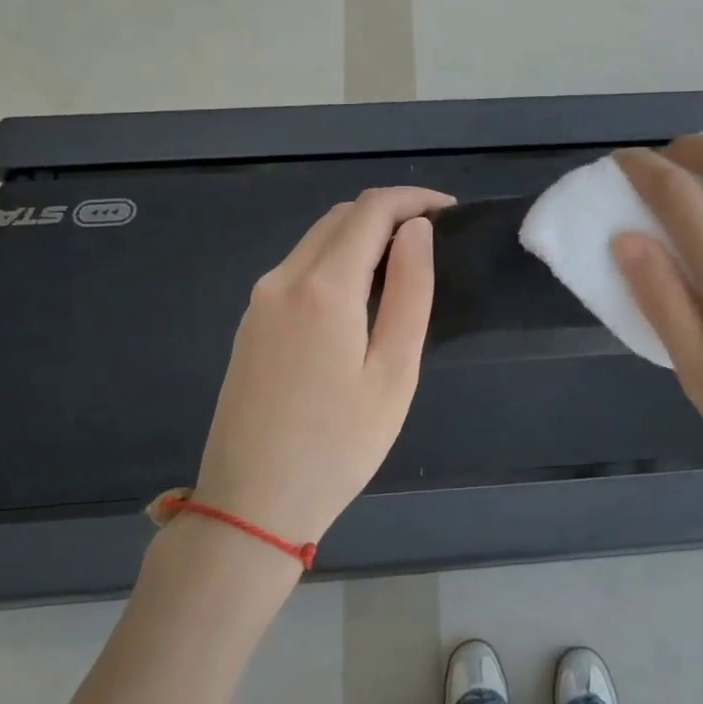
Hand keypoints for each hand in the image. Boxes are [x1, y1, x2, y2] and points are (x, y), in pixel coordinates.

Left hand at [192, 186, 452, 544]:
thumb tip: (416, 231)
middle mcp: (283, 279)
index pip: (372, 211)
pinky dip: (336, 261)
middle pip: (340, 217)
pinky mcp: (251, 324)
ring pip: (316, 241)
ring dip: (362, 236)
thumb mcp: (394, 371)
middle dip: (390, 213)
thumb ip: (409, 292)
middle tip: (434, 239)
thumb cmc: (339, 445)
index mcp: (323, 287)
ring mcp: (260, 301)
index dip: (414, 200)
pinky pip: (298, 269)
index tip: (451, 212)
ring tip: (405, 265)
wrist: (253, 503)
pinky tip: (360, 295)